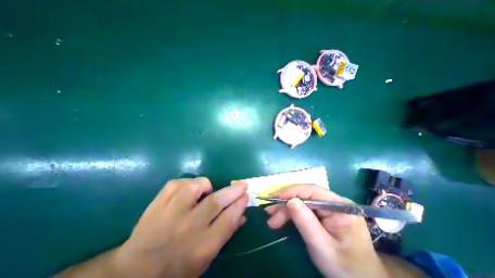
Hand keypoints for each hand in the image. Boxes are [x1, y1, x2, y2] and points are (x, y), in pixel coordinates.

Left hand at [115, 178, 247, 277]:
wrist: (135, 273)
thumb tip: (242, 214)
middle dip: (233, 190)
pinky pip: (178, 183)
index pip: (229, 218)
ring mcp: (171, 212)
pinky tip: (187, 191)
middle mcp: (188, 227)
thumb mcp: (207, 257)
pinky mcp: (158, 202)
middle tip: (242, 184)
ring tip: (206, 191)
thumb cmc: (177, 268)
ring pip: (196, 186)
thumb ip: (226, 233)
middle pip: (216, 201)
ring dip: (206, 185)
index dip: (240, 204)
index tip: (246, 195)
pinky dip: (187, 183)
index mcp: (202, 245)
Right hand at [265, 184, 388, 276]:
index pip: (311, 191)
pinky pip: (304, 208)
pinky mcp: (324, 213)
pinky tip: (282, 219)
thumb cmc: (345, 268)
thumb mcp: (322, 247)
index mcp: (340, 206)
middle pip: (304, 195)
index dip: (290, 192)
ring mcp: (329, 206)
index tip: (273, 198)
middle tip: (269, 213)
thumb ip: (306, 222)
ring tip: (272, 219)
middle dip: (285, 203)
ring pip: (302, 201)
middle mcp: (334, 201)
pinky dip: (292, 213)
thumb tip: (289, 201)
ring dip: (286, 209)